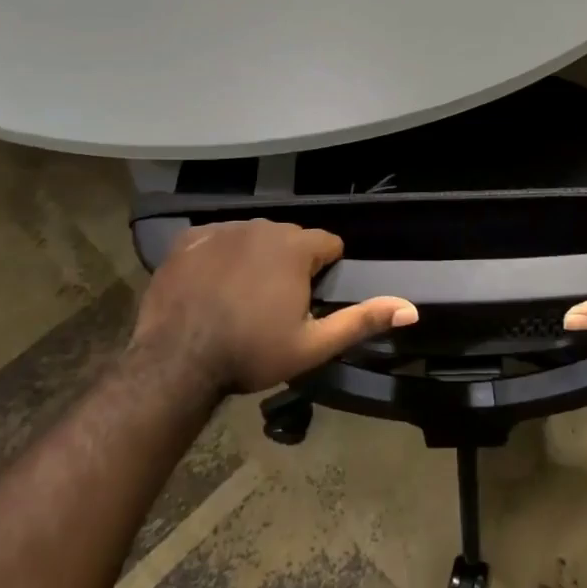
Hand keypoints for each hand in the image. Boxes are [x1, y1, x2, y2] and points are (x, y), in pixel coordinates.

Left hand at [130, 219, 416, 394]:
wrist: (175, 361)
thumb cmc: (250, 353)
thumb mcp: (313, 345)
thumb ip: (362, 320)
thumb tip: (411, 308)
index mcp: (295, 246)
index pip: (328, 245)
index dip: (324, 273)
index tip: (307, 302)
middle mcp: (261, 226)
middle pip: (291, 239)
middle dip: (290, 264)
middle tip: (275, 307)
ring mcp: (221, 229)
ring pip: (255, 237)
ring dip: (257, 258)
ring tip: (242, 298)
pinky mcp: (189, 239)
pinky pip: (218, 238)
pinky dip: (221, 256)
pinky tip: (212, 287)